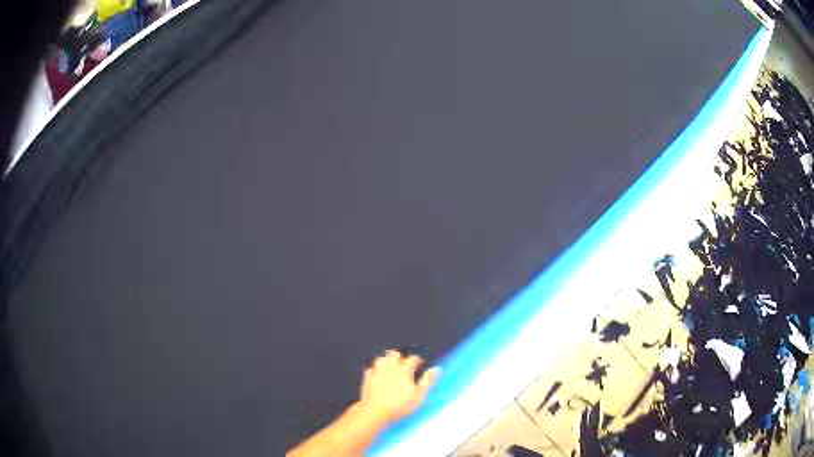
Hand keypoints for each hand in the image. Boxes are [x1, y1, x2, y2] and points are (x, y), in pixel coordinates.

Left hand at [358, 350, 439, 422]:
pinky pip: (370, 369)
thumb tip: (436, 369)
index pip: (412, 359)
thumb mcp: (419, 396)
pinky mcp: (367, 379)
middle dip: (399, 357)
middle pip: (394, 355)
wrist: (375, 411)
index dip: (417, 359)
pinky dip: (375, 370)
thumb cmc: (400, 405)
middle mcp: (390, 368)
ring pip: (381, 359)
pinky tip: (377, 374)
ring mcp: (377, 372)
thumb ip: (427, 381)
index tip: (420, 362)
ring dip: (386, 360)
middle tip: (404, 363)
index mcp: (404, 371)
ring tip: (390, 365)